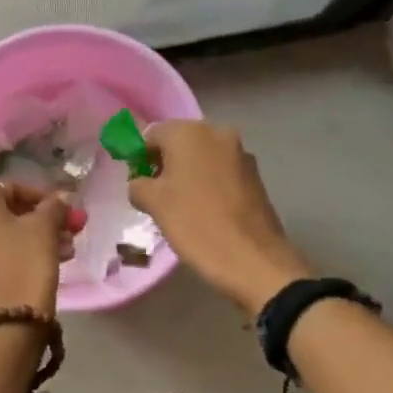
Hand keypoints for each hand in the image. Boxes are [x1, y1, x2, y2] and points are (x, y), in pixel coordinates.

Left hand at [0, 181, 81, 316]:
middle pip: (4, 212)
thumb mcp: (45, 228)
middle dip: (39, 219)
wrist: (9, 321)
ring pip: (1, 235)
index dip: (41, 196)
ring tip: (65, 250)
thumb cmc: (26, 262)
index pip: (10, 188)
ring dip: (33, 238)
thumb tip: (62, 198)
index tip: (64, 210)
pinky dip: (17, 254)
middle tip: (67, 230)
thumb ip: (54, 206)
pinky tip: (46, 264)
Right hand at [127, 121, 310, 314]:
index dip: (139, 157)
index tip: (137, 183)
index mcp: (189, 132)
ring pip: (202, 156)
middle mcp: (217, 133)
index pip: (151, 134)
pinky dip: (208, 183)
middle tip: (156, 196)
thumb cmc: (196, 224)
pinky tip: (205, 210)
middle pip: (179, 142)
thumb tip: (140, 183)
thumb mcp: (153, 204)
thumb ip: (137, 184)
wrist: (253, 260)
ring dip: (187, 174)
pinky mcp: (255, 176)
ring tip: (181, 206)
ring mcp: (241, 154)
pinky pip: (221, 171)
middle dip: (164, 164)